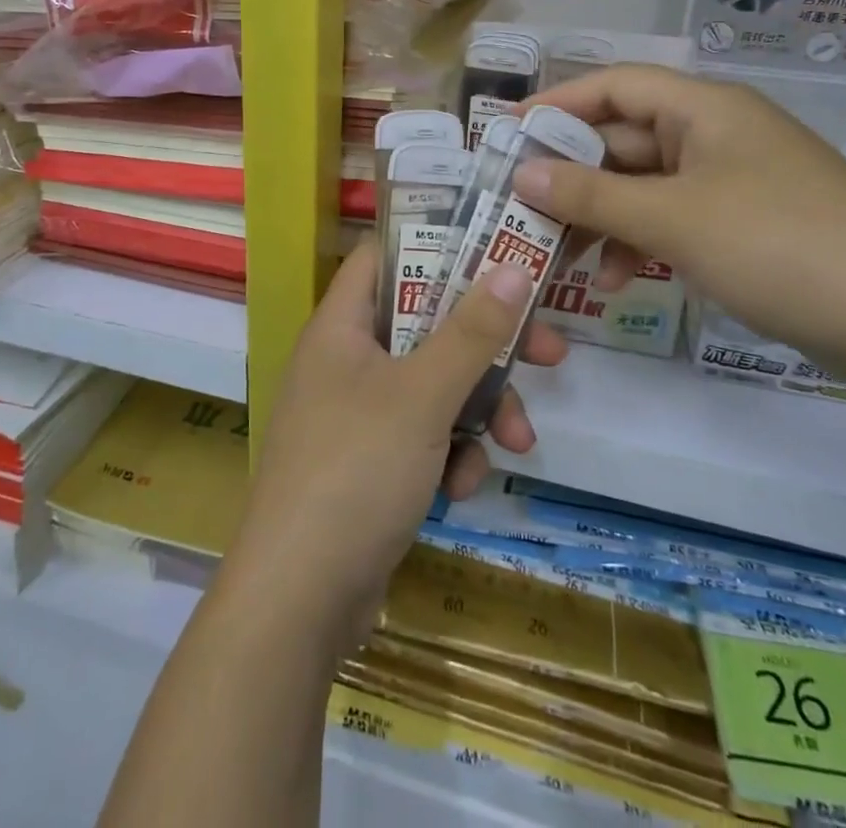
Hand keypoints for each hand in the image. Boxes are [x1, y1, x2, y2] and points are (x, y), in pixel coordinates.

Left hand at [220, 243, 567, 653]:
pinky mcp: (371, 464)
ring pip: (434, 385)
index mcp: (340, 326)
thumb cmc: (355, 472)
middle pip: (426, 325)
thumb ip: (471, 331)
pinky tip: (463, 489)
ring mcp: (357, 414)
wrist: (298, 601)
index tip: (497, 250)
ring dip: (479, 410)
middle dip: (486, 344)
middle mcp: (346, 361)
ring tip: (518, 441)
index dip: (437, 244)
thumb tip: (514, 267)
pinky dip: (450, 454)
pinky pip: (423, 436)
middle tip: (547, 350)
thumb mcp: (422, 395)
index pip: (385, 256)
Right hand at [513, 64, 845, 368]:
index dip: (557, 103)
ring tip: (554, 254)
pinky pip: (670, 218)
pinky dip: (635, 241)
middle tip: (518, 206)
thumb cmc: (777, 246)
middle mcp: (714, 134)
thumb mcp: (671, 219)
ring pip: (642, 185)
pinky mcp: (741, 224)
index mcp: (703, 109)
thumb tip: (522, 175)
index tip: (507, 134)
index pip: (614, 85)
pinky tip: (610, 279)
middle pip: (622, 139)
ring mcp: (729, 181)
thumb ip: (589, 195)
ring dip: (597, 215)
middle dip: (570, 174)